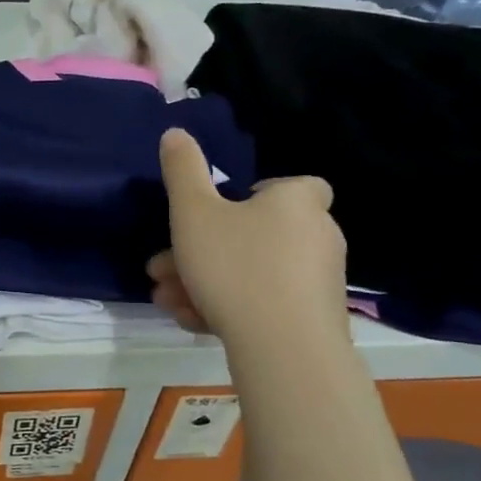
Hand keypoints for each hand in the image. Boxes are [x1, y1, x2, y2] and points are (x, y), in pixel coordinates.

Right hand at [149, 128, 345, 338]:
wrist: (284, 347)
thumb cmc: (235, 265)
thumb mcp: (193, 212)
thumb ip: (183, 170)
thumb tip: (176, 132)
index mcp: (296, 201)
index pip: (290, 185)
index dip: (255, 195)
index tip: (218, 213)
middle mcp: (317, 235)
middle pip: (252, 235)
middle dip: (199, 251)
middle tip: (161, 269)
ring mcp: (318, 281)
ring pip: (250, 272)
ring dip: (203, 282)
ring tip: (167, 300)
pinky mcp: (314, 320)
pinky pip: (264, 303)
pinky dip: (228, 307)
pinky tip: (192, 321)